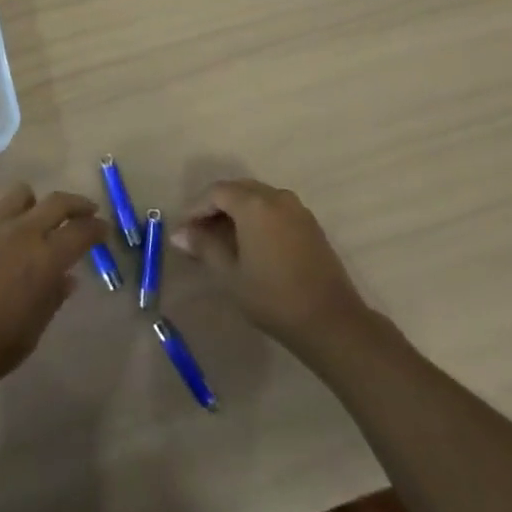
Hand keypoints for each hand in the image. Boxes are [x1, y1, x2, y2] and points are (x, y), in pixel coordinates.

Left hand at [0, 184, 109, 404]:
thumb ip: (53, 297)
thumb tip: (67, 278)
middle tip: (84, 212)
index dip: (97, 228)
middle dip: (77, 204)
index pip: (82, 232)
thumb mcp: (33, 330)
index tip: (103, 230)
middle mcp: (21, 232)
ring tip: (31, 217)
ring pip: (20, 192)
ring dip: (32, 203)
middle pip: (57, 202)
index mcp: (45, 260)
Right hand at [171, 179, 385, 354]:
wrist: (330, 321)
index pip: (216, 192)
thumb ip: (204, 247)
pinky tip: (251, 243)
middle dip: (215, 207)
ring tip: (222, 239)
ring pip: (258, 198)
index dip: (196, 208)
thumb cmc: (272, 297)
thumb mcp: (229, 274)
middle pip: (238, 190)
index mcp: (254, 204)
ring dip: (237, 212)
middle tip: (199, 233)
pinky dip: (257, 218)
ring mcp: (298, 209)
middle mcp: (276, 197)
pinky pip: (275, 209)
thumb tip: (180, 234)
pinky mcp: (310, 225)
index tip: (184, 231)